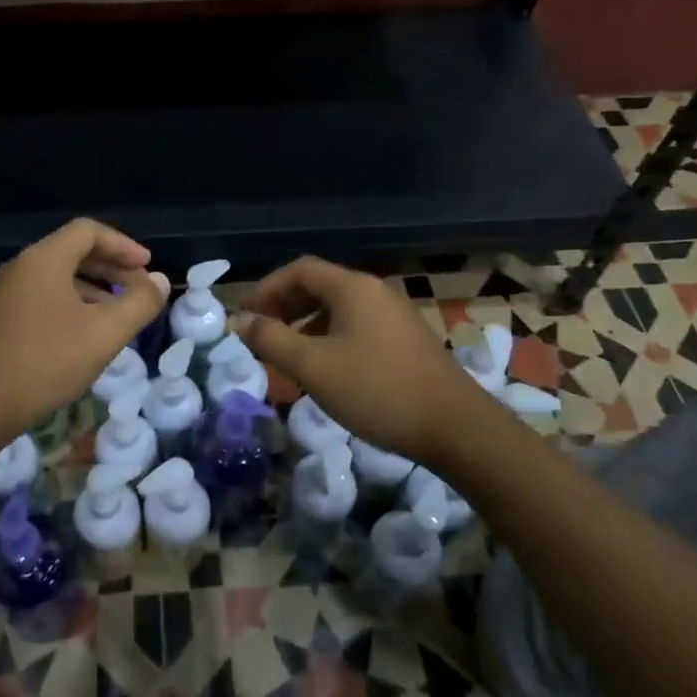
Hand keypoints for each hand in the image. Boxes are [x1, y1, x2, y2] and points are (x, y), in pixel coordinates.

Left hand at [0, 218, 169, 440]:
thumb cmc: (44, 361)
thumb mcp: (104, 334)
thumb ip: (139, 303)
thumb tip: (161, 281)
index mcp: (44, 259)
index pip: (89, 231)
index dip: (123, 245)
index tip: (147, 267)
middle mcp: (21, 267)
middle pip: (72, 251)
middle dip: (110, 267)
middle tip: (138, 288)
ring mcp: (4, 293)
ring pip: (57, 277)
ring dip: (92, 288)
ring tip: (116, 314)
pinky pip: (41, 297)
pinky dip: (70, 304)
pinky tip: (82, 335)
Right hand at [242, 255, 500, 466]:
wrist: (456, 427)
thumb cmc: (378, 390)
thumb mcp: (314, 367)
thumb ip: (272, 340)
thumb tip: (240, 321)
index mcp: (352, 288)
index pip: (300, 270)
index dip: (267, 287)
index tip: (246, 313)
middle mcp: (375, 292)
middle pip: (320, 285)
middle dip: (285, 305)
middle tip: (262, 332)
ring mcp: (394, 316)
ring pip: (339, 308)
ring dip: (306, 324)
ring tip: (288, 354)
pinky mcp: (406, 341)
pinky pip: (357, 326)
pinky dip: (330, 337)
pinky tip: (326, 369)